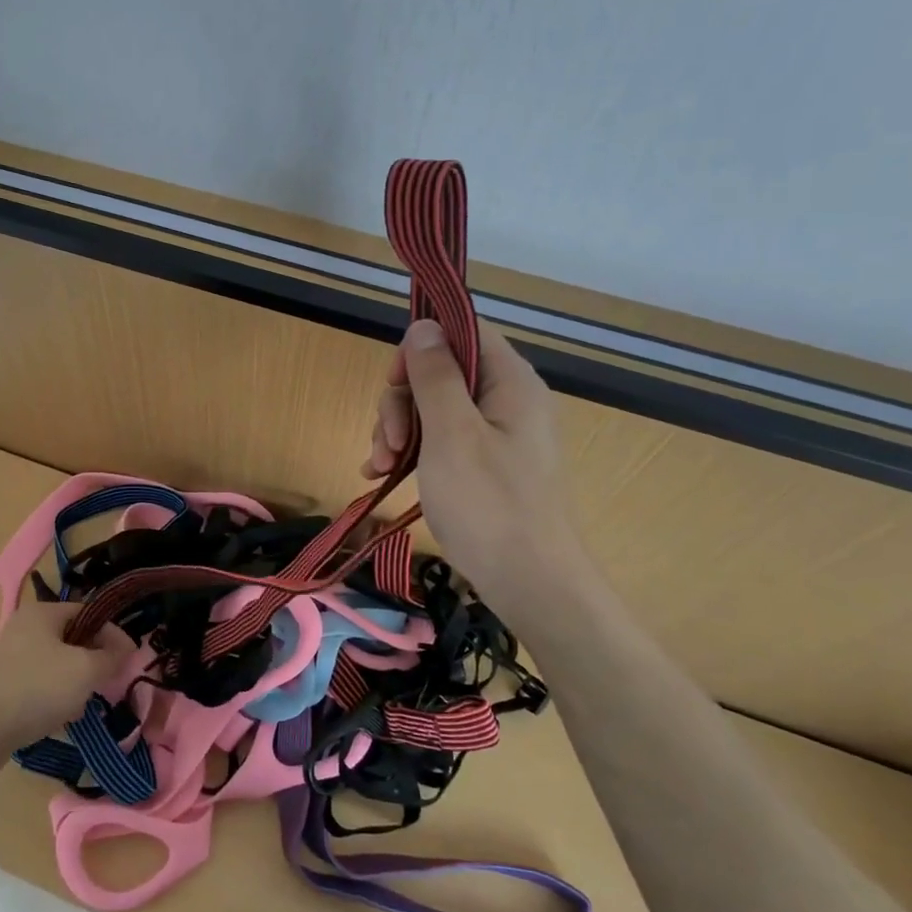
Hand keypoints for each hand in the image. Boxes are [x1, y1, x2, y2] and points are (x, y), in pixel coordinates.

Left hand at [0, 602, 131, 762]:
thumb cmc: (37, 689)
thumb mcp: (86, 670)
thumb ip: (111, 657)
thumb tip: (126, 649)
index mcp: (43, 612)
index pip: (89, 613)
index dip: (112, 634)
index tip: (129, 660)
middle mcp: (25, 627)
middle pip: (74, 639)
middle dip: (93, 662)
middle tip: (106, 684)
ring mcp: (11, 656)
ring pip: (58, 664)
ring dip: (75, 683)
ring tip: (81, 704)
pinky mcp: (3, 684)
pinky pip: (40, 684)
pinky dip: (54, 697)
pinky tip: (60, 717)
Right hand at [362, 318, 595, 613]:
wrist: (531, 585)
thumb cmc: (489, 505)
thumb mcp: (451, 434)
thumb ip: (435, 376)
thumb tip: (424, 327)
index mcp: (510, 383)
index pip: (464, 334)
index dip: (423, 349)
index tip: (395, 383)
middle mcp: (508, 402)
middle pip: (442, 374)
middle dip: (403, 403)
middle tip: (387, 443)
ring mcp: (497, 437)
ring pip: (434, 411)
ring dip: (399, 432)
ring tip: (380, 467)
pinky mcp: (486, 467)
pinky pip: (441, 442)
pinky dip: (412, 453)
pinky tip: (382, 475)